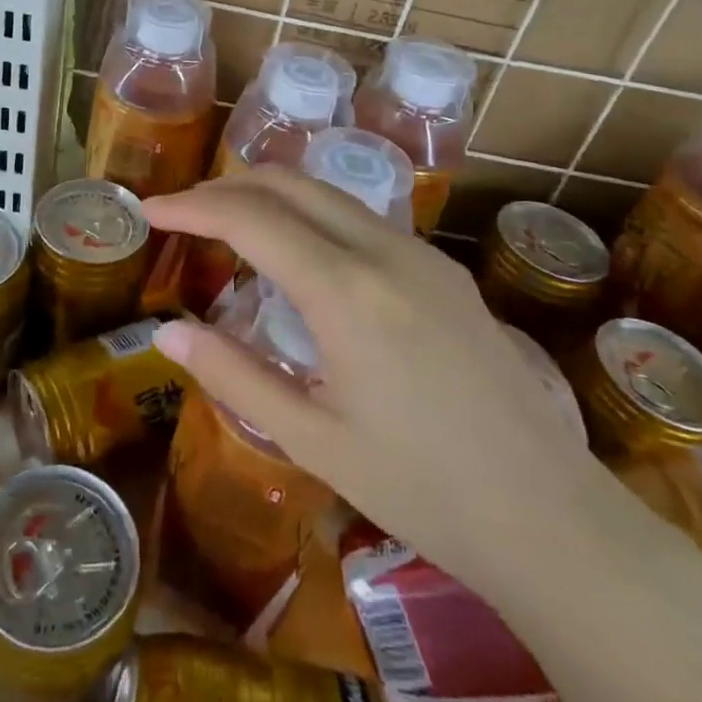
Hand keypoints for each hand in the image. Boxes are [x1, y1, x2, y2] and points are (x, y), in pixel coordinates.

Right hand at [146, 167, 606, 588]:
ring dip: (270, 195)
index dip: (191, 207)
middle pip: (289, 184)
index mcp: (346, 292)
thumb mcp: (313, 440)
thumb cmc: (422, 489)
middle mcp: (385, 252)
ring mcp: (422, 255)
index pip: (250, 218)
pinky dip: (311, 215)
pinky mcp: (444, 270)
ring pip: (328, 193)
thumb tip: (168, 330)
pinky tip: (299, 256)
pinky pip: (361, 218)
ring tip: (228, 227)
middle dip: (226, 187)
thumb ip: (233, 376)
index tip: (150, 211)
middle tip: (182, 214)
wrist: (550, 517)